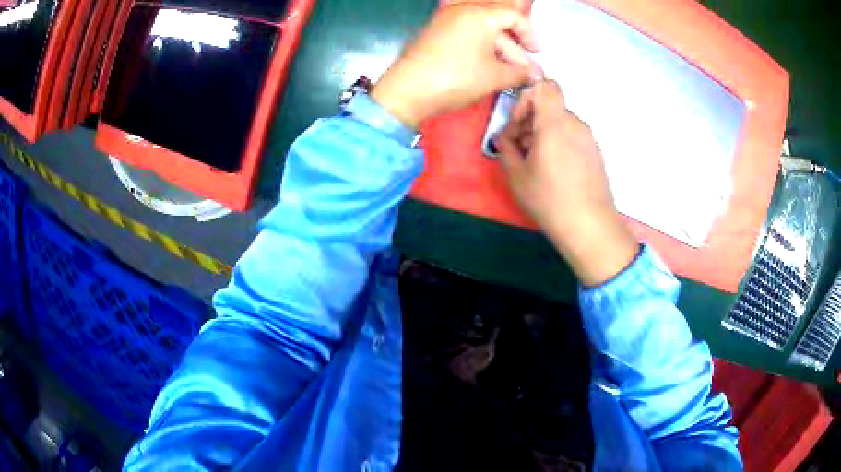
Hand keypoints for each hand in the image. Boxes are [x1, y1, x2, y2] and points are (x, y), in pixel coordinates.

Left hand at [371, 2, 541, 128]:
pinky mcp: (436, 34)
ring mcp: (446, 22)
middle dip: (515, 48)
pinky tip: (488, 69)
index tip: (537, 54)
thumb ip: (520, 73)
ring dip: (499, 52)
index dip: (530, 35)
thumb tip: (535, 75)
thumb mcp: (494, 76)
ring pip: (482, 32)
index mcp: (479, 15)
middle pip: (498, 24)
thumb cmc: (456, 78)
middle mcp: (462, 11)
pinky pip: (466, 36)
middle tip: (525, 71)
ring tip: (508, 75)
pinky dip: (481, 50)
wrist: (407, 91)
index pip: (514, 16)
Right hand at [495, 81, 638, 285]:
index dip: (527, 97)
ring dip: (542, 133)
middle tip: (517, 147)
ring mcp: (588, 138)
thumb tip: (504, 138)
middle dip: (529, 120)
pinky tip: (551, 169)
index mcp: (555, 123)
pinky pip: (571, 136)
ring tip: (533, 161)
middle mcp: (575, 124)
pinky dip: (557, 142)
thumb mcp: (516, 175)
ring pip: (560, 122)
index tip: (518, 122)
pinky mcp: (594, 153)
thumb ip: (505, 148)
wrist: (589, 226)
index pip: (545, 86)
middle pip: (549, 106)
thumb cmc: (549, 199)